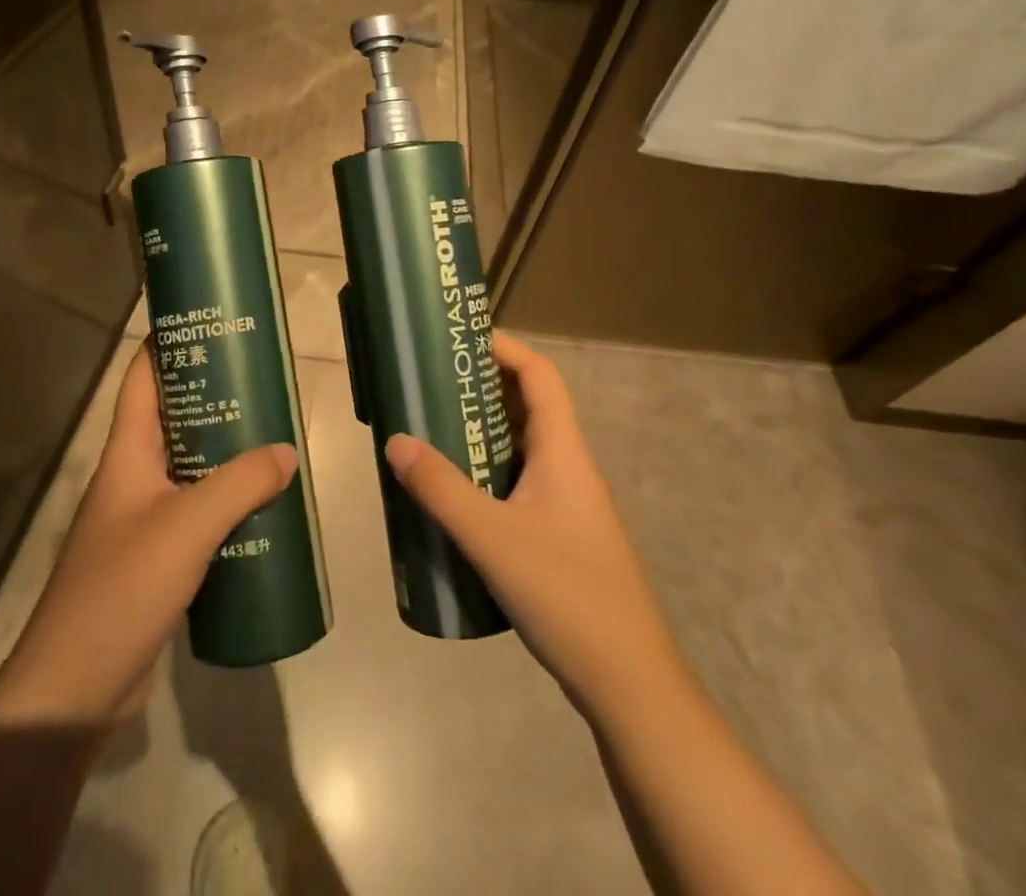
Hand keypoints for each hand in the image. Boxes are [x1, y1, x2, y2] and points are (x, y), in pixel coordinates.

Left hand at [0, 341, 296, 725]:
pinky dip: (228, 504)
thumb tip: (287, 452)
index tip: (212, 325)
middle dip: (216, 398)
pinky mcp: (157, 558)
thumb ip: (240, 484)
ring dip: (227, 454)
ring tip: (274, 439)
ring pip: (190, 468)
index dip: (168, 344)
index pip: (142, 379)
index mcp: (127, 453)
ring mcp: (143, 519)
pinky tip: (263, 509)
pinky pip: (198, 513)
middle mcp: (133, 476)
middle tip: (264, 384)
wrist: (75, 690)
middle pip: (174, 419)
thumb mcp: (187, 527)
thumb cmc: (122, 589)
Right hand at [384, 332, 670, 718]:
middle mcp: (568, 466)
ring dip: (479, 433)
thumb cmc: (568, 595)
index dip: (504, 348)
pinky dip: (485, 473)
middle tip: (428, 385)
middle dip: (480, 388)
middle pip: (527, 406)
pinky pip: (516, 483)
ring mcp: (566, 503)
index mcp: (563, 451)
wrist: (629, 684)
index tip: (458, 341)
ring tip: (429, 432)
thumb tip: (396, 441)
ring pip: (520, 447)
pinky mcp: (558, 535)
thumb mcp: (493, 539)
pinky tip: (452, 496)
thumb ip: (441, 489)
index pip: (540, 375)